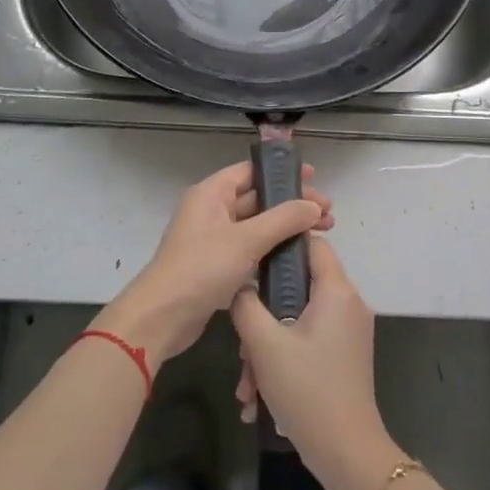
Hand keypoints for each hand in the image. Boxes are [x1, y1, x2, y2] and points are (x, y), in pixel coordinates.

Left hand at [99, 161, 331, 370]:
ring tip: (322, 234)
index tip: (314, 178)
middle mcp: (212, 211)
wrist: (162, 318)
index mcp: (212, 193)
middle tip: (327, 215)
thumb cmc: (202, 268)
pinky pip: (251, 249)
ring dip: (286, 228)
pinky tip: (297, 258)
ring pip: (257, 226)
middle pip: (258, 198)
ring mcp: (214, 239)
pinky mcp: (217, 266)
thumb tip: (313, 205)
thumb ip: (283, 219)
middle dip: (292, 204)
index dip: (283, 173)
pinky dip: (273, 250)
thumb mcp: (246, 240)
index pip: (251, 171)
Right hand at [231, 236, 402, 489]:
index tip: (249, 261)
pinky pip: (307, 341)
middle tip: (242, 345)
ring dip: (267, 347)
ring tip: (247, 385)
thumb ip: (246, 304)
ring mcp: (348, 331)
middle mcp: (348, 303)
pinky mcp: (344, 356)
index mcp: (337, 290)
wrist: (346, 453)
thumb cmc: (307, 390)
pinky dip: (283, 362)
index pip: (311, 243)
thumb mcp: (264, 344)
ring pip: (297, 319)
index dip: (280, 244)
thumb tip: (240, 284)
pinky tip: (258, 398)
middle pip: (298, 286)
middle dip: (263, 314)